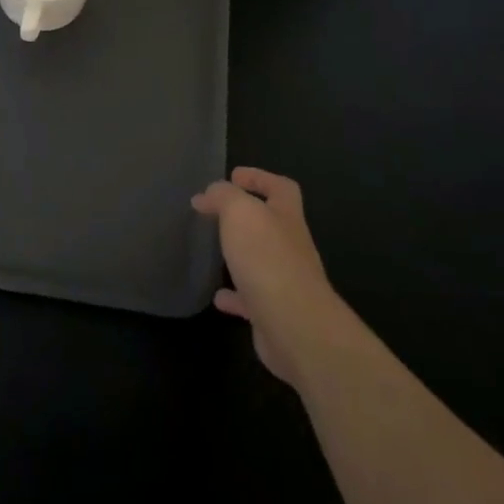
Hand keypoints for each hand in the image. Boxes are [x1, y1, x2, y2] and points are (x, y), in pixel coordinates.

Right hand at [193, 168, 342, 385]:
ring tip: (213, 251)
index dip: (259, 178)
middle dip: (247, 217)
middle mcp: (291, 247)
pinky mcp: (274, 313)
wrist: (295, 327)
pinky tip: (217, 296)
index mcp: (287, 218)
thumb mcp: (240, 212)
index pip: (281, 188)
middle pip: (273, 224)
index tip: (232, 176)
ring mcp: (285, 282)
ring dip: (240, 255)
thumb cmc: (267, 259)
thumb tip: (208, 194)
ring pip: (261, 261)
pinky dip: (234, 296)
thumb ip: (223, 196)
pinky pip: (251, 299)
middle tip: (215, 213)